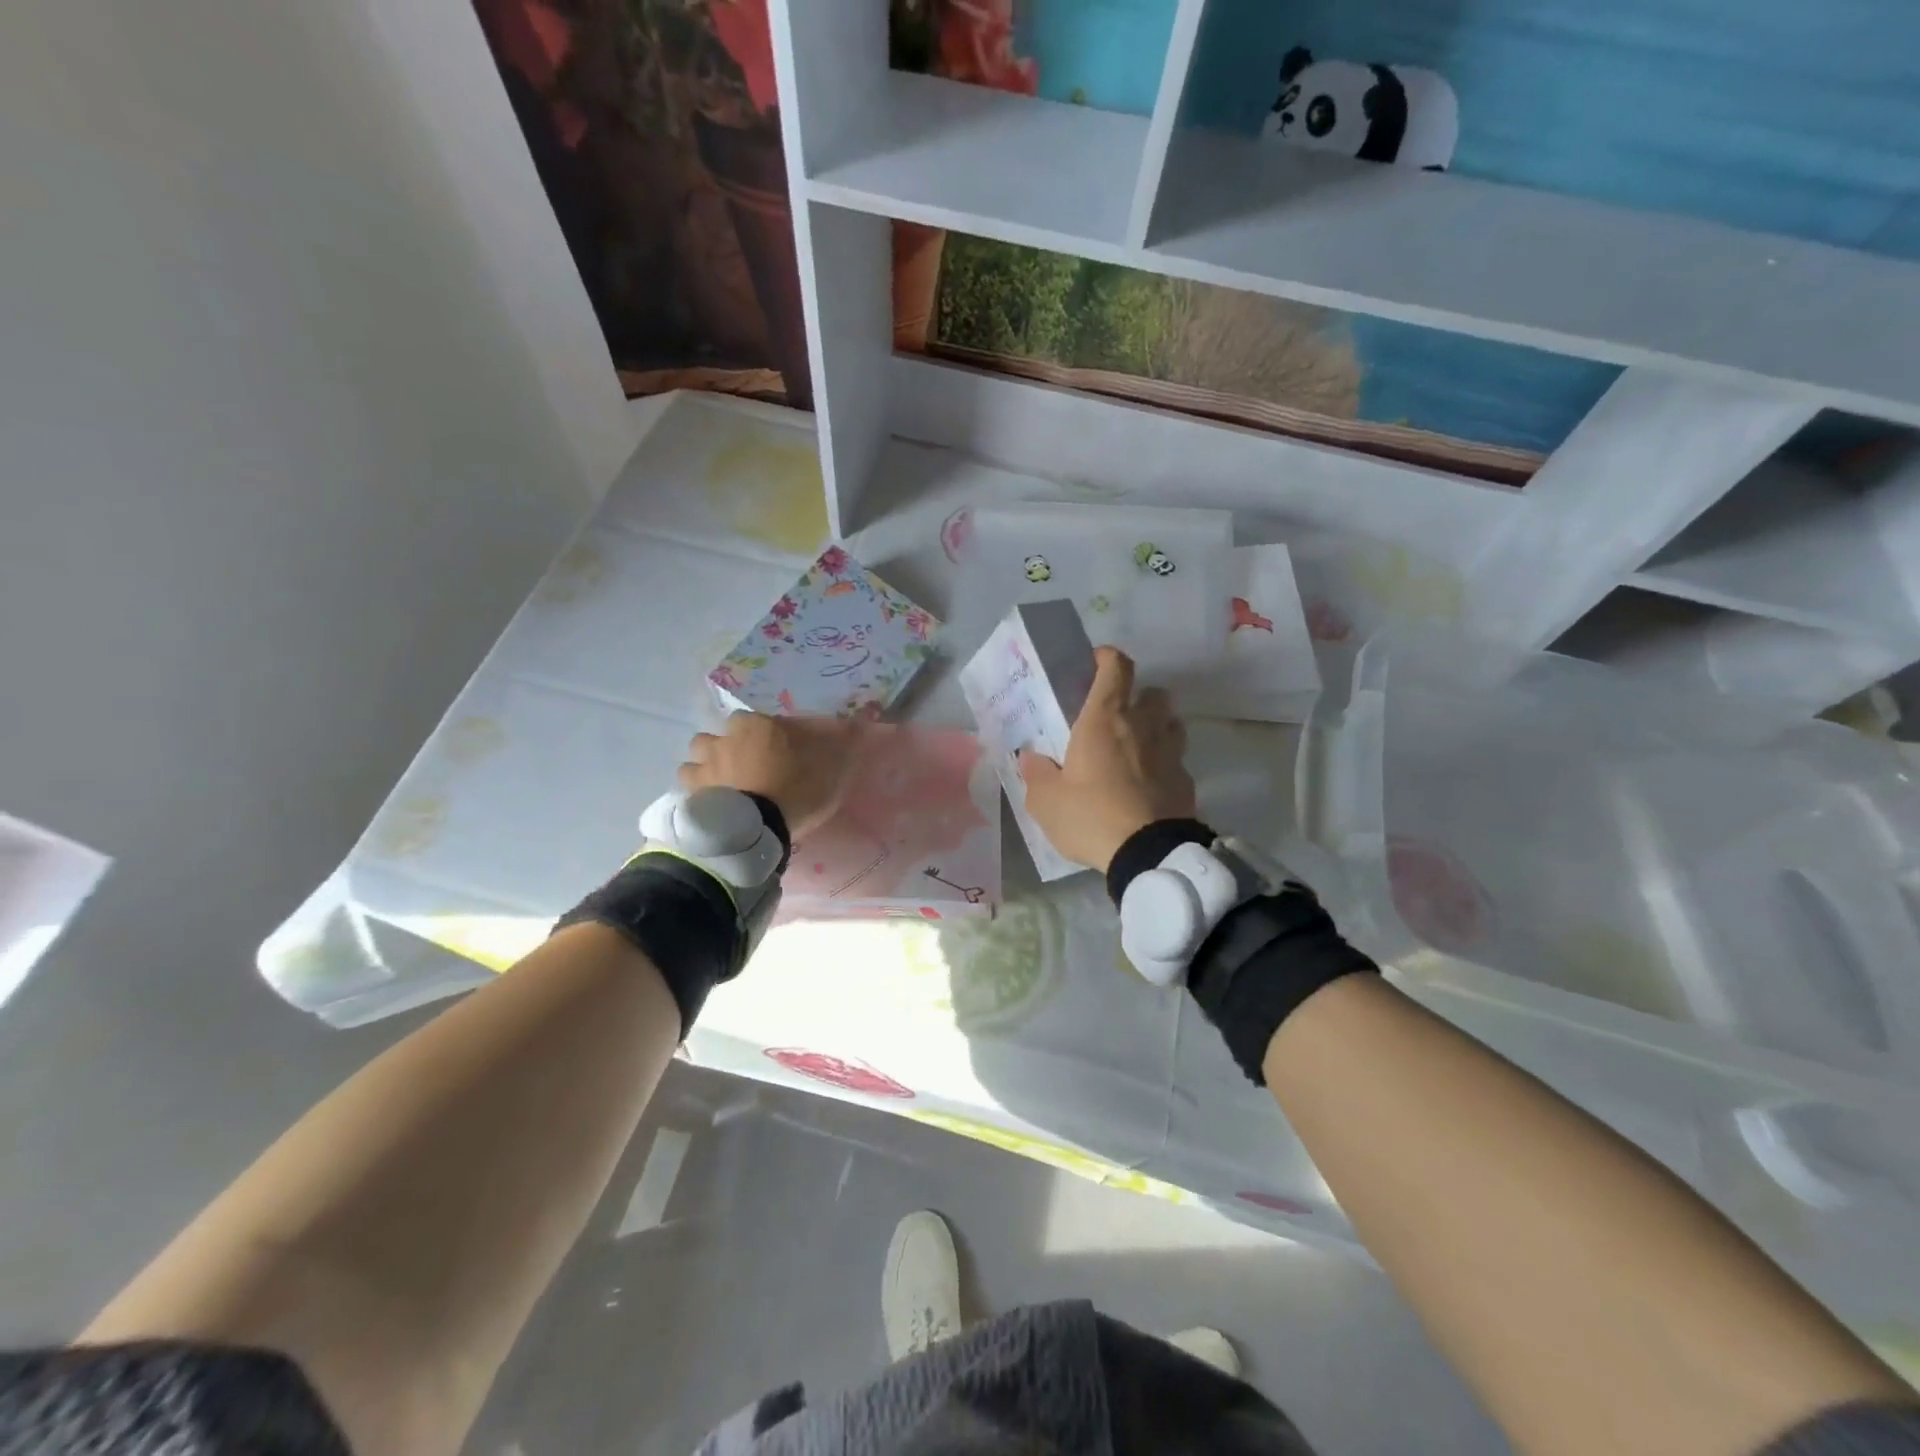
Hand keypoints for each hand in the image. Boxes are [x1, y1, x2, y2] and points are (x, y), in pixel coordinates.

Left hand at [679, 714, 862, 839]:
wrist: (756, 830)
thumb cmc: (795, 791)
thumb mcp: (830, 768)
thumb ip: (840, 744)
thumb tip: (856, 724)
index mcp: (758, 726)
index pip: (760, 719)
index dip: (768, 734)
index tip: (779, 750)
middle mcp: (726, 738)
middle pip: (723, 733)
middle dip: (730, 744)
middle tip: (747, 765)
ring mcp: (704, 765)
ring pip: (698, 753)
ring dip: (707, 762)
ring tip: (723, 781)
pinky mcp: (691, 792)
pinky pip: (688, 783)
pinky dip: (696, 788)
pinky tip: (709, 800)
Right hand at [1017, 646, 1196, 872]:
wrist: (1148, 854)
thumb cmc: (1091, 816)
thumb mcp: (1046, 801)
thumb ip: (1036, 774)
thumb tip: (1030, 757)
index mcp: (1104, 720)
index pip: (1116, 667)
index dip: (1107, 657)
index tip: (1095, 663)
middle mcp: (1142, 726)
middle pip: (1153, 692)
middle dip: (1139, 696)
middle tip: (1118, 717)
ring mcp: (1170, 752)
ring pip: (1171, 722)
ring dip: (1157, 727)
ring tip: (1138, 747)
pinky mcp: (1187, 781)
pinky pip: (1177, 760)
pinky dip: (1165, 764)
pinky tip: (1150, 785)